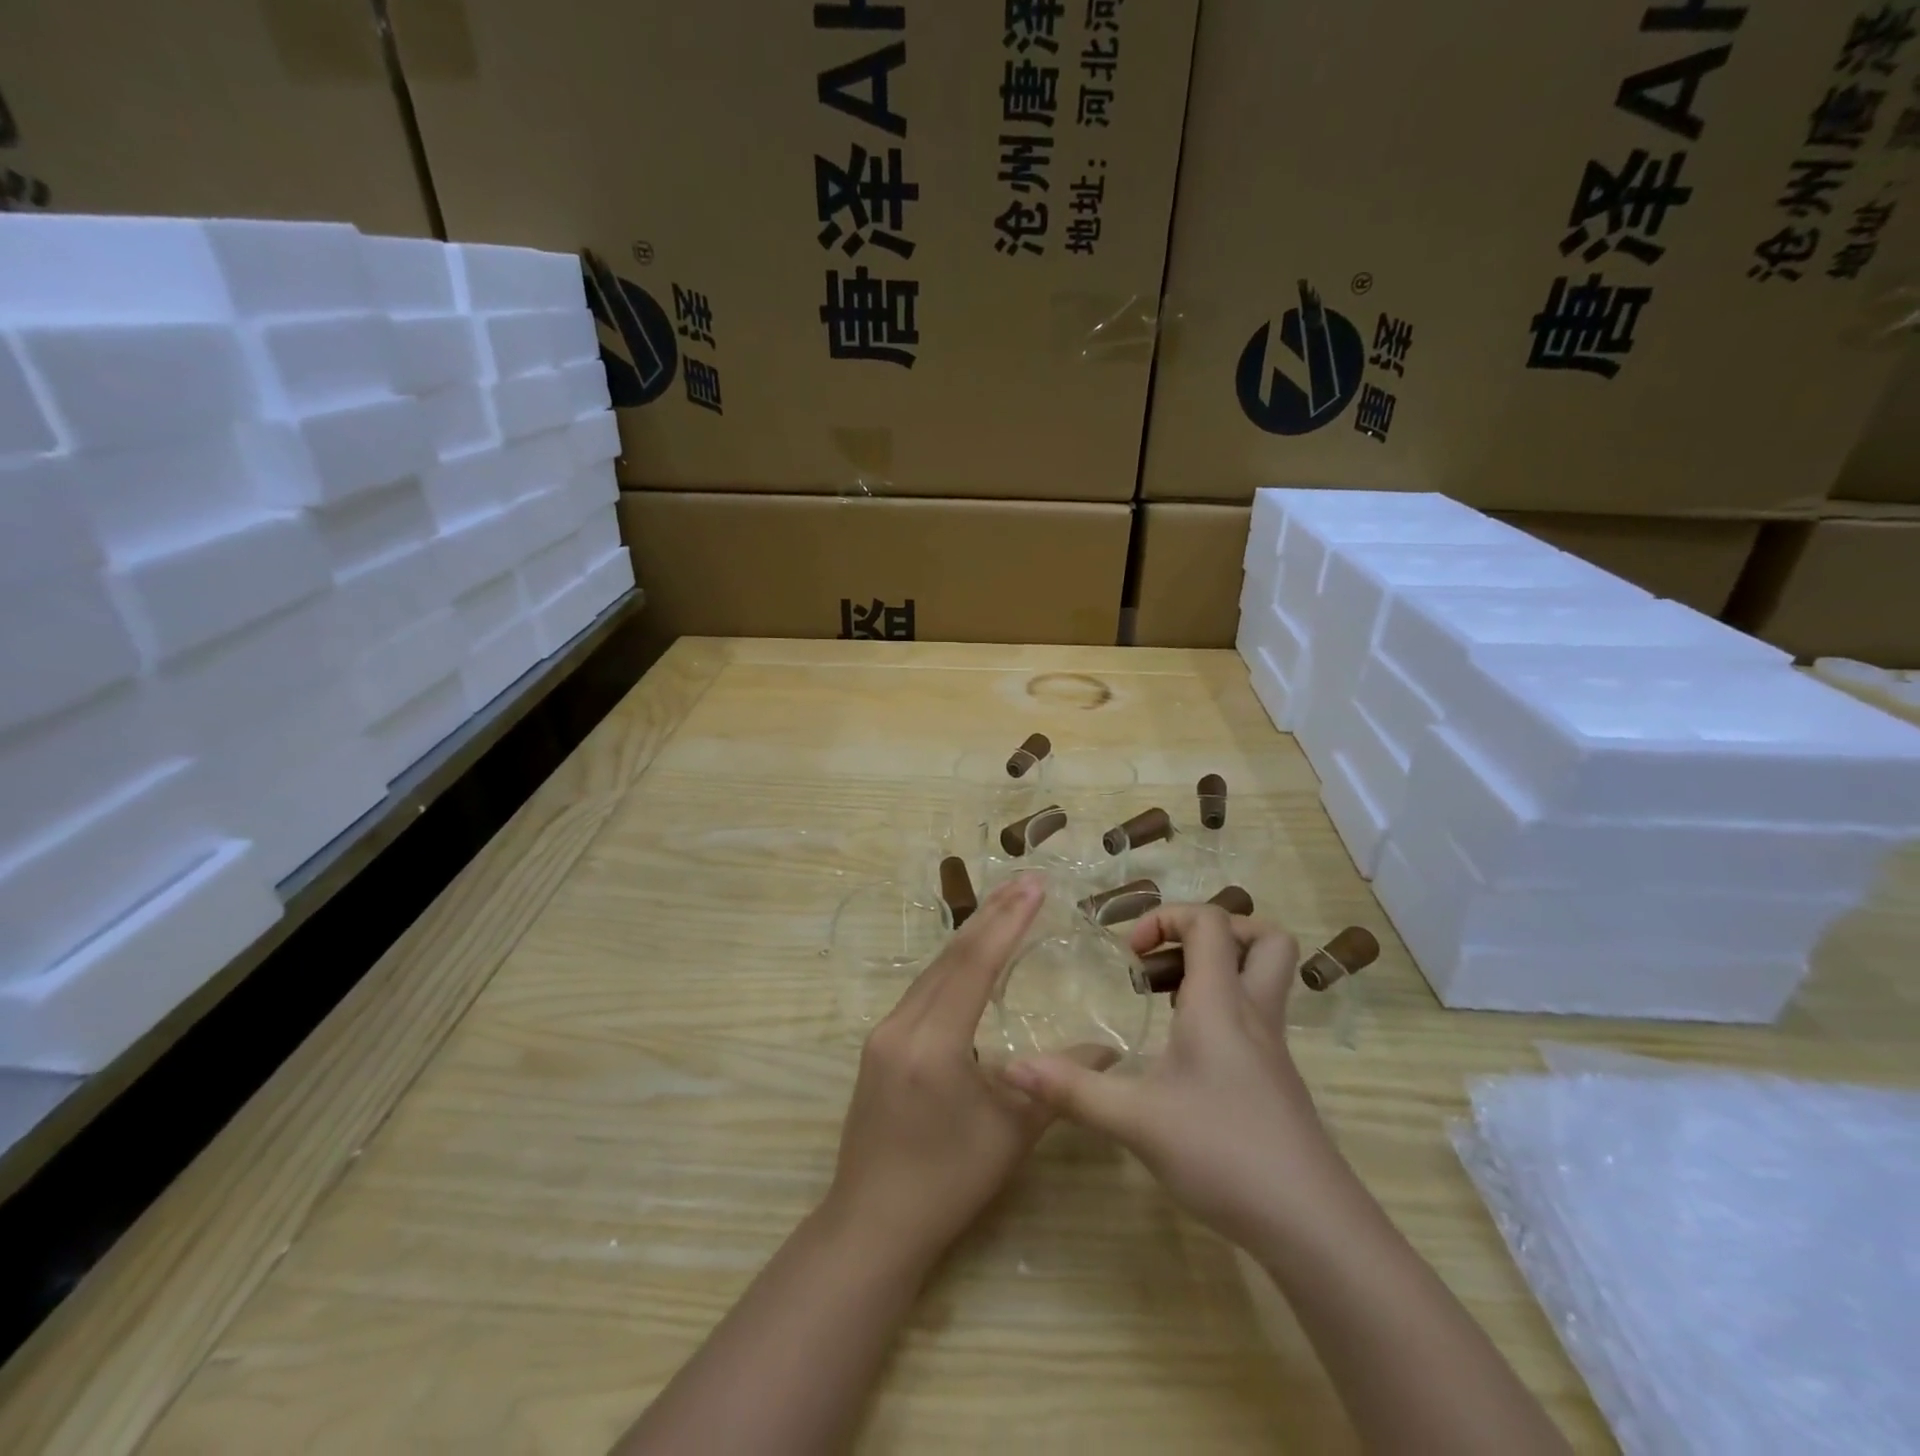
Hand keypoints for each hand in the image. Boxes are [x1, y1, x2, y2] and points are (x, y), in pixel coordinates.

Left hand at [824, 874, 1112, 1270]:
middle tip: (1025, 881)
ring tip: (1005, 905)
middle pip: (951, 957)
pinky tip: (970, 958)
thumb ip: (1059, 1083)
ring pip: (932, 971)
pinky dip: (952, 966)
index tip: (1034, 886)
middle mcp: (901, 1026)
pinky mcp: (878, 1044)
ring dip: (970, 937)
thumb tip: (1108, 1050)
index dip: (1007, 922)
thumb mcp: (1011, 1134)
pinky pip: (921, 991)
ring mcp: (883, 1033)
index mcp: (933, 1045)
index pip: (974, 965)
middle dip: (991, 915)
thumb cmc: (948, 1184)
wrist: (872, 1222)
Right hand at [1003, 903, 1339, 1249]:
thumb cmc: (1223, 1153)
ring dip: (1219, 968)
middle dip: (1215, 931)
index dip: (1166, 917)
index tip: (1128, 953)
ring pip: (1264, 977)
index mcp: (1220, 1003)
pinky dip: (1222, 1009)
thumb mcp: (1136, 1120)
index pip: (1210, 922)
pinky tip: (1185, 1051)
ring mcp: (1272, 1047)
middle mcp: (1253, 1013)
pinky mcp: (1277, 1079)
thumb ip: (1073, 1090)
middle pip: (1263, 938)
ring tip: (1166, 998)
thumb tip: (1011, 1068)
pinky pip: (1255, 1015)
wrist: (1312, 1226)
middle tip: (1167, 958)